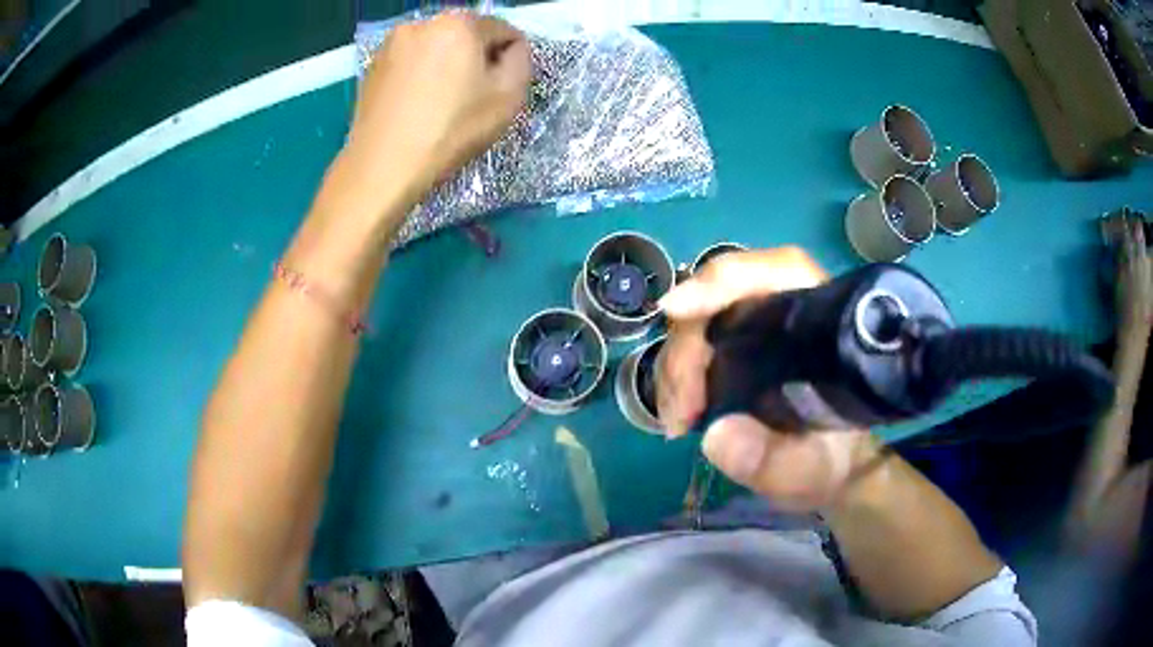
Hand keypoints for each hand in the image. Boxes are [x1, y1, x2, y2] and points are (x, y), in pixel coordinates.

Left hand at [344, 11, 530, 203]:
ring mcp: (392, 42)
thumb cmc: (451, 130)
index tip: (499, 90)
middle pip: (468, 34)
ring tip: (441, 102)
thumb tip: (511, 49)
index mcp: (459, 23)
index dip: (510, 60)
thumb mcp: (508, 97)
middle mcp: (423, 22)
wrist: (383, 166)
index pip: (504, 30)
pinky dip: (421, 74)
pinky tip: (417, 104)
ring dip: (448, 65)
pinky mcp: (373, 65)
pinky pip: (411, 61)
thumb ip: (521, 60)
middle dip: (476, 59)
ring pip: (438, 47)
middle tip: (471, 98)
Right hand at [657, 248, 880, 510]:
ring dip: (677, 367)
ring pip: (702, 321)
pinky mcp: (738, 348)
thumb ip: (774, 459)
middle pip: (725, 298)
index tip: (678, 308)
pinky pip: (695, 346)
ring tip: (678, 421)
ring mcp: (759, 328)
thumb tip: (715, 435)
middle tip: (682, 409)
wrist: (833, 466)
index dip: (727, 280)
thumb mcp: (811, 469)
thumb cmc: (832, 460)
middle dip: (690, 348)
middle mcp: (789, 312)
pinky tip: (678, 413)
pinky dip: (678, 377)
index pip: (780, 271)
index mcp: (824, 323)